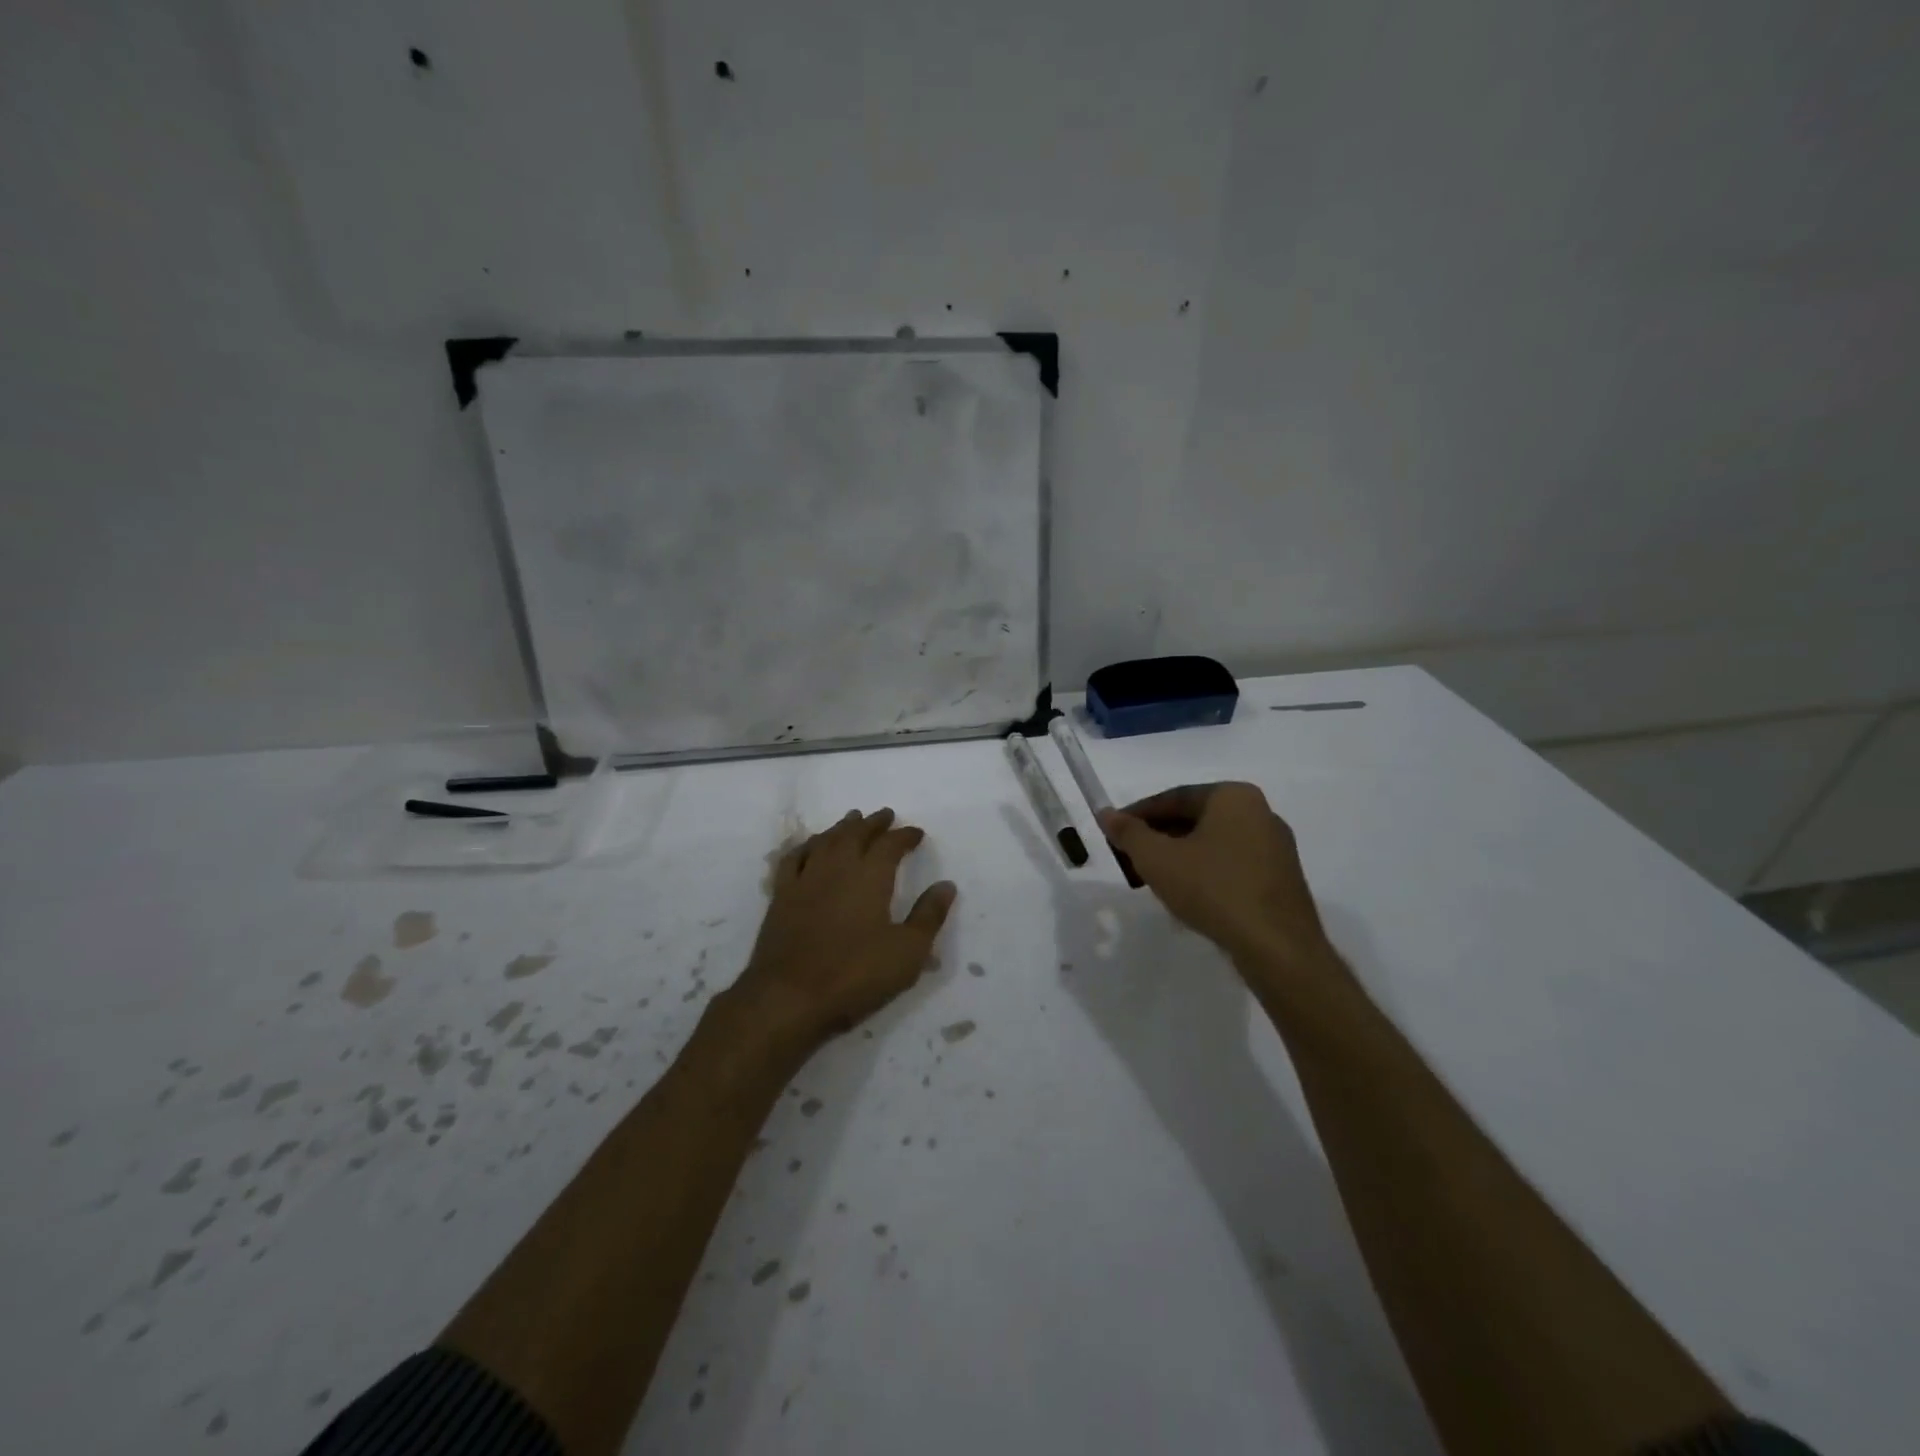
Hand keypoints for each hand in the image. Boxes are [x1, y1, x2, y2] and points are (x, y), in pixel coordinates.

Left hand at [735, 808, 956, 1047]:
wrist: (789, 997)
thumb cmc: (855, 975)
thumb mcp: (907, 952)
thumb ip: (929, 915)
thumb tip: (946, 885)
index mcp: (870, 876)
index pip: (891, 845)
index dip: (905, 836)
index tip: (916, 833)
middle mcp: (837, 867)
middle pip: (856, 833)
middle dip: (873, 823)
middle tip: (885, 815)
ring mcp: (805, 879)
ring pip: (825, 841)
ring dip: (841, 827)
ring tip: (851, 820)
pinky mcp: (781, 896)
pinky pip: (794, 858)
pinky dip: (806, 845)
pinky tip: (810, 846)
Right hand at [1100, 783, 1333, 975]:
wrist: (1277, 948)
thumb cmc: (1214, 889)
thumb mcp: (1158, 859)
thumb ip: (1129, 833)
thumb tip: (1106, 814)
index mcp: (1233, 797)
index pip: (1174, 797)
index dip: (1138, 815)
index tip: (1114, 832)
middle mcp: (1260, 813)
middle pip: (1195, 819)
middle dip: (1159, 838)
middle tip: (1130, 859)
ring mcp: (1275, 848)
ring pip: (1213, 844)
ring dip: (1180, 858)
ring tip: (1153, 881)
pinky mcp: (1281, 879)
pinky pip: (1232, 866)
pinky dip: (1205, 874)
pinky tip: (1188, 897)